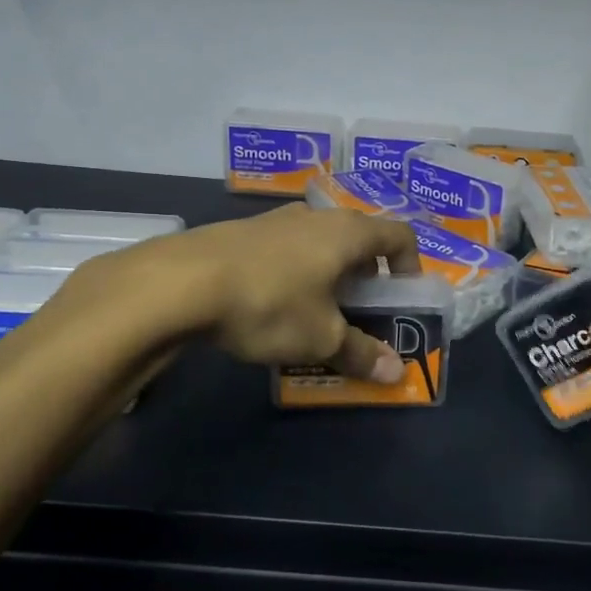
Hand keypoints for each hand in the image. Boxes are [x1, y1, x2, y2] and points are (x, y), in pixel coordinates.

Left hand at [54, 203, 422, 383]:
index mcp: (348, 232)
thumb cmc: (270, 303)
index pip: (400, 236)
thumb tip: (396, 373)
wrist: (180, 283)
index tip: (402, 297)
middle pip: (358, 238)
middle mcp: (316, 216)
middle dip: (366, 275)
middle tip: (360, 311)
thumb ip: (361, 353)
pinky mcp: (241, 232)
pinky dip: (294, 273)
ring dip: (328, 274)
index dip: (410, 265)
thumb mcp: (321, 338)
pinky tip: (271, 305)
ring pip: (319, 243)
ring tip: (315, 311)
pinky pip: (285, 250)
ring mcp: (275, 220)